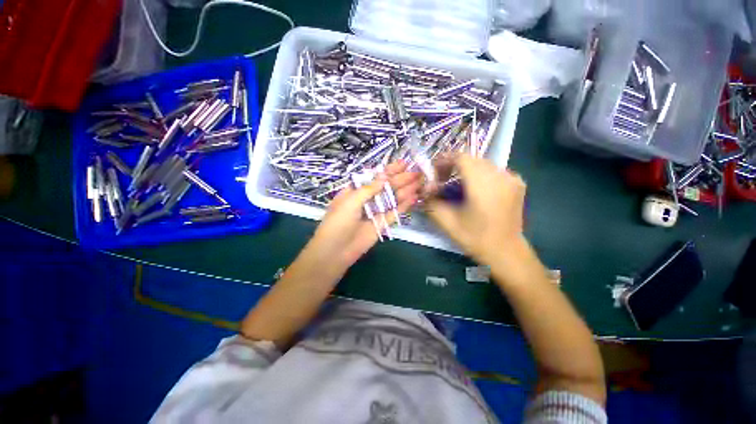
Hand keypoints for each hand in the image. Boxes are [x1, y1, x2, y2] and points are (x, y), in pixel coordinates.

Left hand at [307, 161, 420, 269]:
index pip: (375, 177)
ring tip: (419, 183)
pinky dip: (404, 206)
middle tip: (416, 173)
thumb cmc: (338, 222)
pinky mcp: (382, 224)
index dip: (389, 170)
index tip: (403, 163)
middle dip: (401, 179)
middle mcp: (367, 199)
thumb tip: (385, 176)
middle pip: (386, 187)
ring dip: (405, 190)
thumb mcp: (350, 201)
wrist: (336, 250)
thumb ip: (369, 189)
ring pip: (392, 199)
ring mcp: (375, 212)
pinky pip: (394, 213)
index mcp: (356, 191)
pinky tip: (414, 198)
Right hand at [426, 154, 526, 265]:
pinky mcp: (517, 183)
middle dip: (453, 166)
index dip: (444, 161)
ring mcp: (512, 178)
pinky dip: (481, 176)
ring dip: (466, 171)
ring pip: (482, 164)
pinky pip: (494, 171)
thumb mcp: (446, 221)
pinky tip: (477, 190)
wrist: (506, 252)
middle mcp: (500, 175)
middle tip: (442, 181)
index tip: (435, 174)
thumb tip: (425, 188)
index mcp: (482, 185)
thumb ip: (431, 201)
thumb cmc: (475, 238)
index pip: (461, 157)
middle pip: (471, 160)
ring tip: (458, 187)